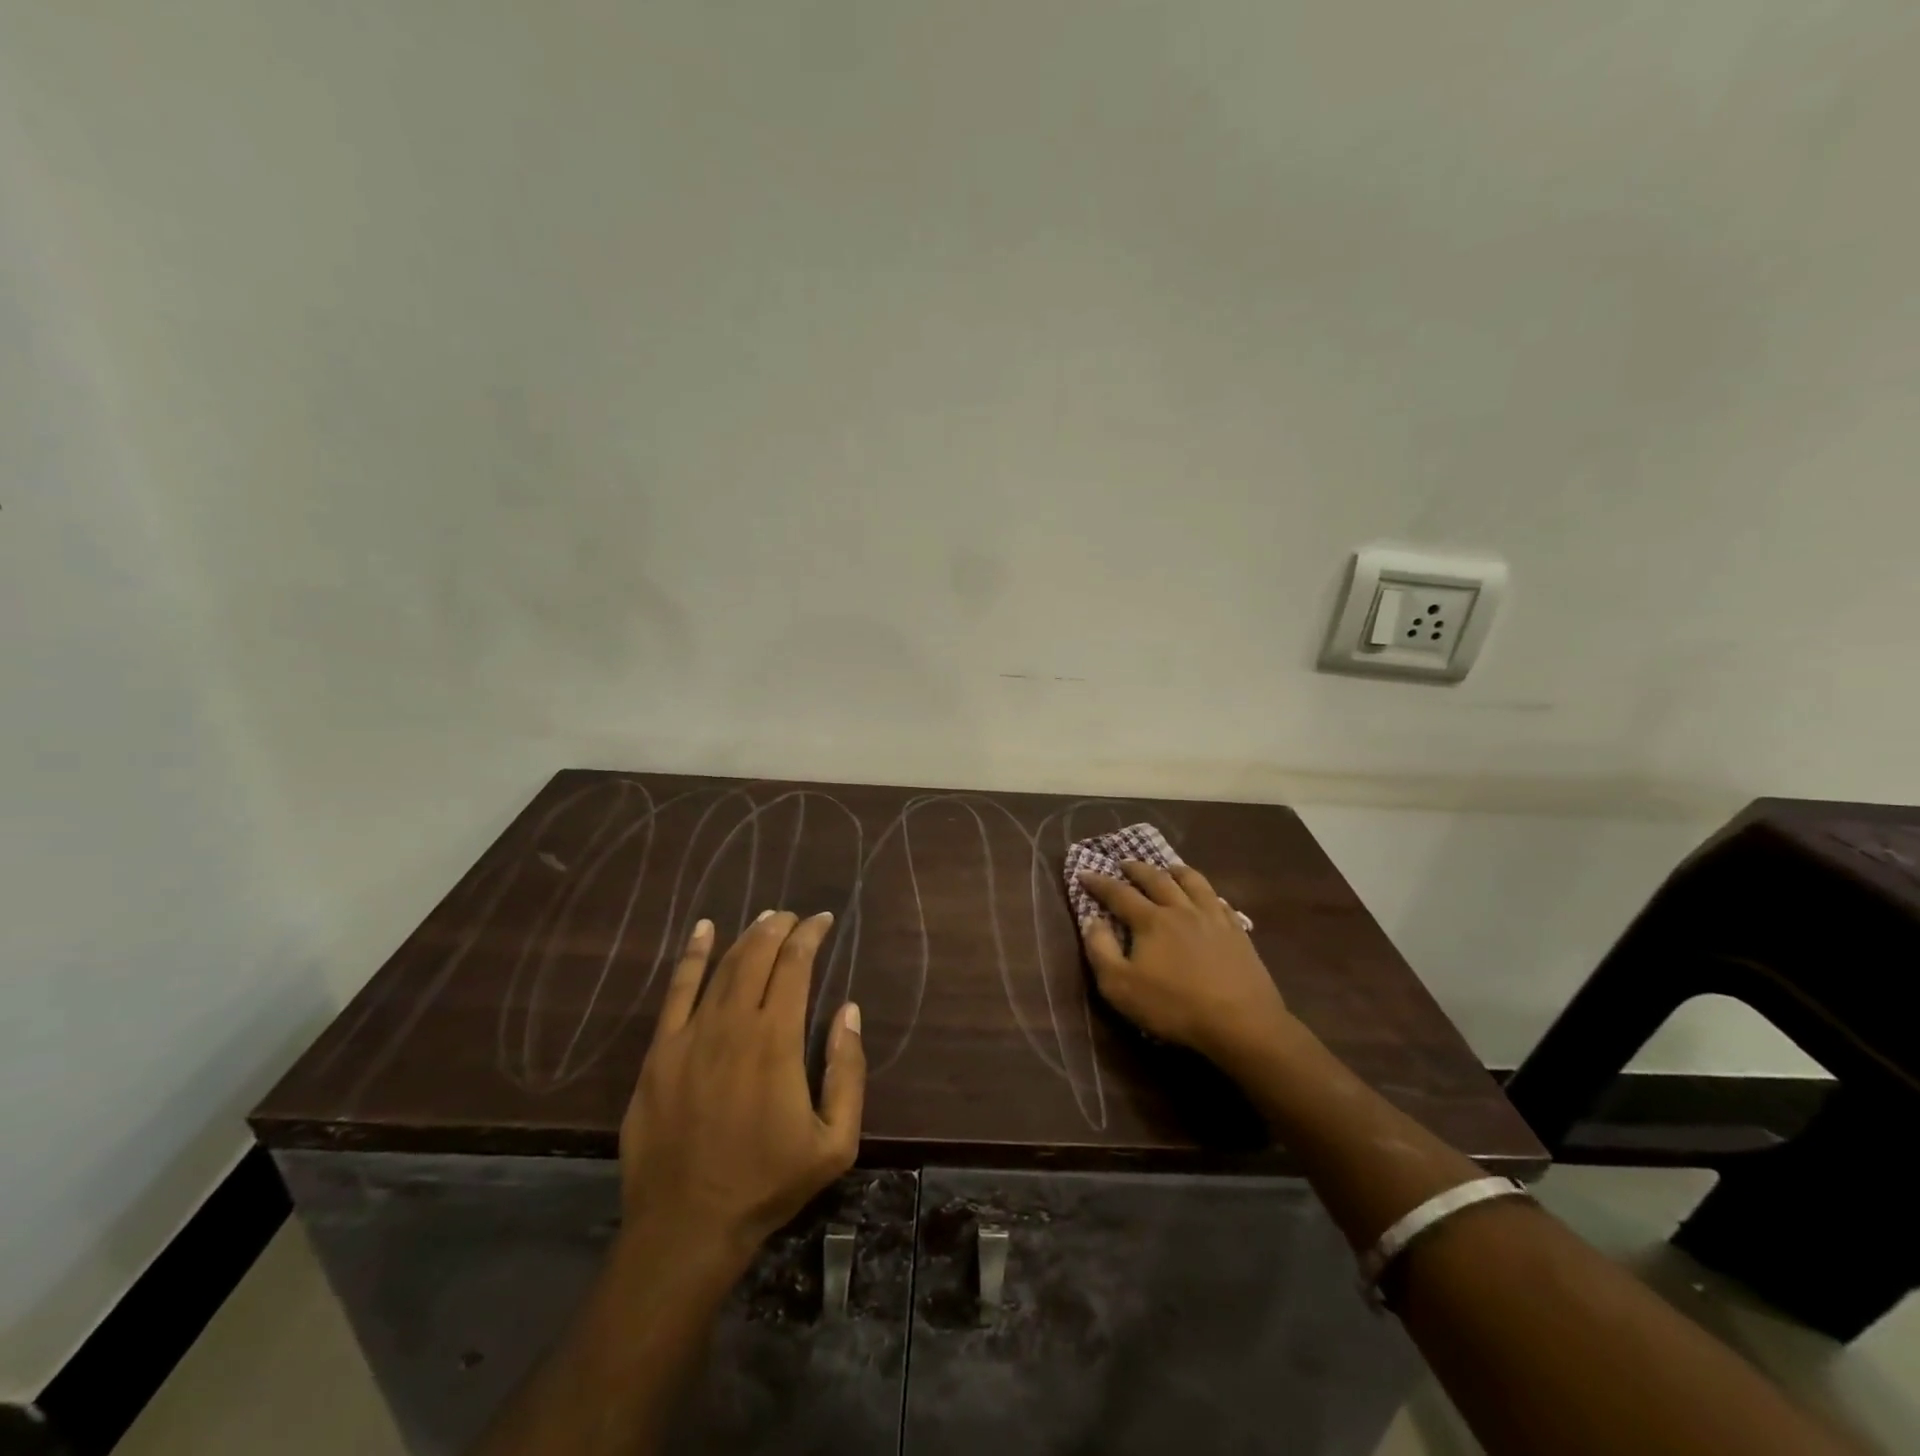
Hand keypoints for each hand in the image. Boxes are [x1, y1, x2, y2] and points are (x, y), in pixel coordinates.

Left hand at [619, 911, 864, 1269]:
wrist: (687, 1226)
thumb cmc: (768, 1183)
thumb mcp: (835, 1141)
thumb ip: (847, 1071)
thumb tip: (848, 1010)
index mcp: (776, 1040)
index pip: (795, 966)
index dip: (810, 936)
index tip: (823, 920)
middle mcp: (733, 1024)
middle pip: (757, 956)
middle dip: (780, 927)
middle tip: (795, 917)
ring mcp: (690, 1035)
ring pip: (722, 967)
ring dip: (746, 936)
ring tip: (765, 920)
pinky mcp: (659, 1052)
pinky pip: (676, 991)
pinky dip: (692, 955)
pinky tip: (703, 930)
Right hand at [1077, 861, 1296, 1071]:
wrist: (1241, 1022)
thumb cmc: (1174, 1006)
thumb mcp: (1120, 986)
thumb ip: (1101, 950)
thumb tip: (1091, 920)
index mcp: (1151, 921)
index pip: (1119, 893)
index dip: (1099, 882)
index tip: (1084, 873)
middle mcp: (1181, 909)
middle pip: (1156, 879)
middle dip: (1137, 869)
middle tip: (1124, 863)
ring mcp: (1213, 918)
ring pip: (1193, 883)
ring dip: (1176, 871)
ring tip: (1168, 868)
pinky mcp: (1238, 933)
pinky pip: (1221, 902)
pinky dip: (1209, 894)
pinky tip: (1209, 899)